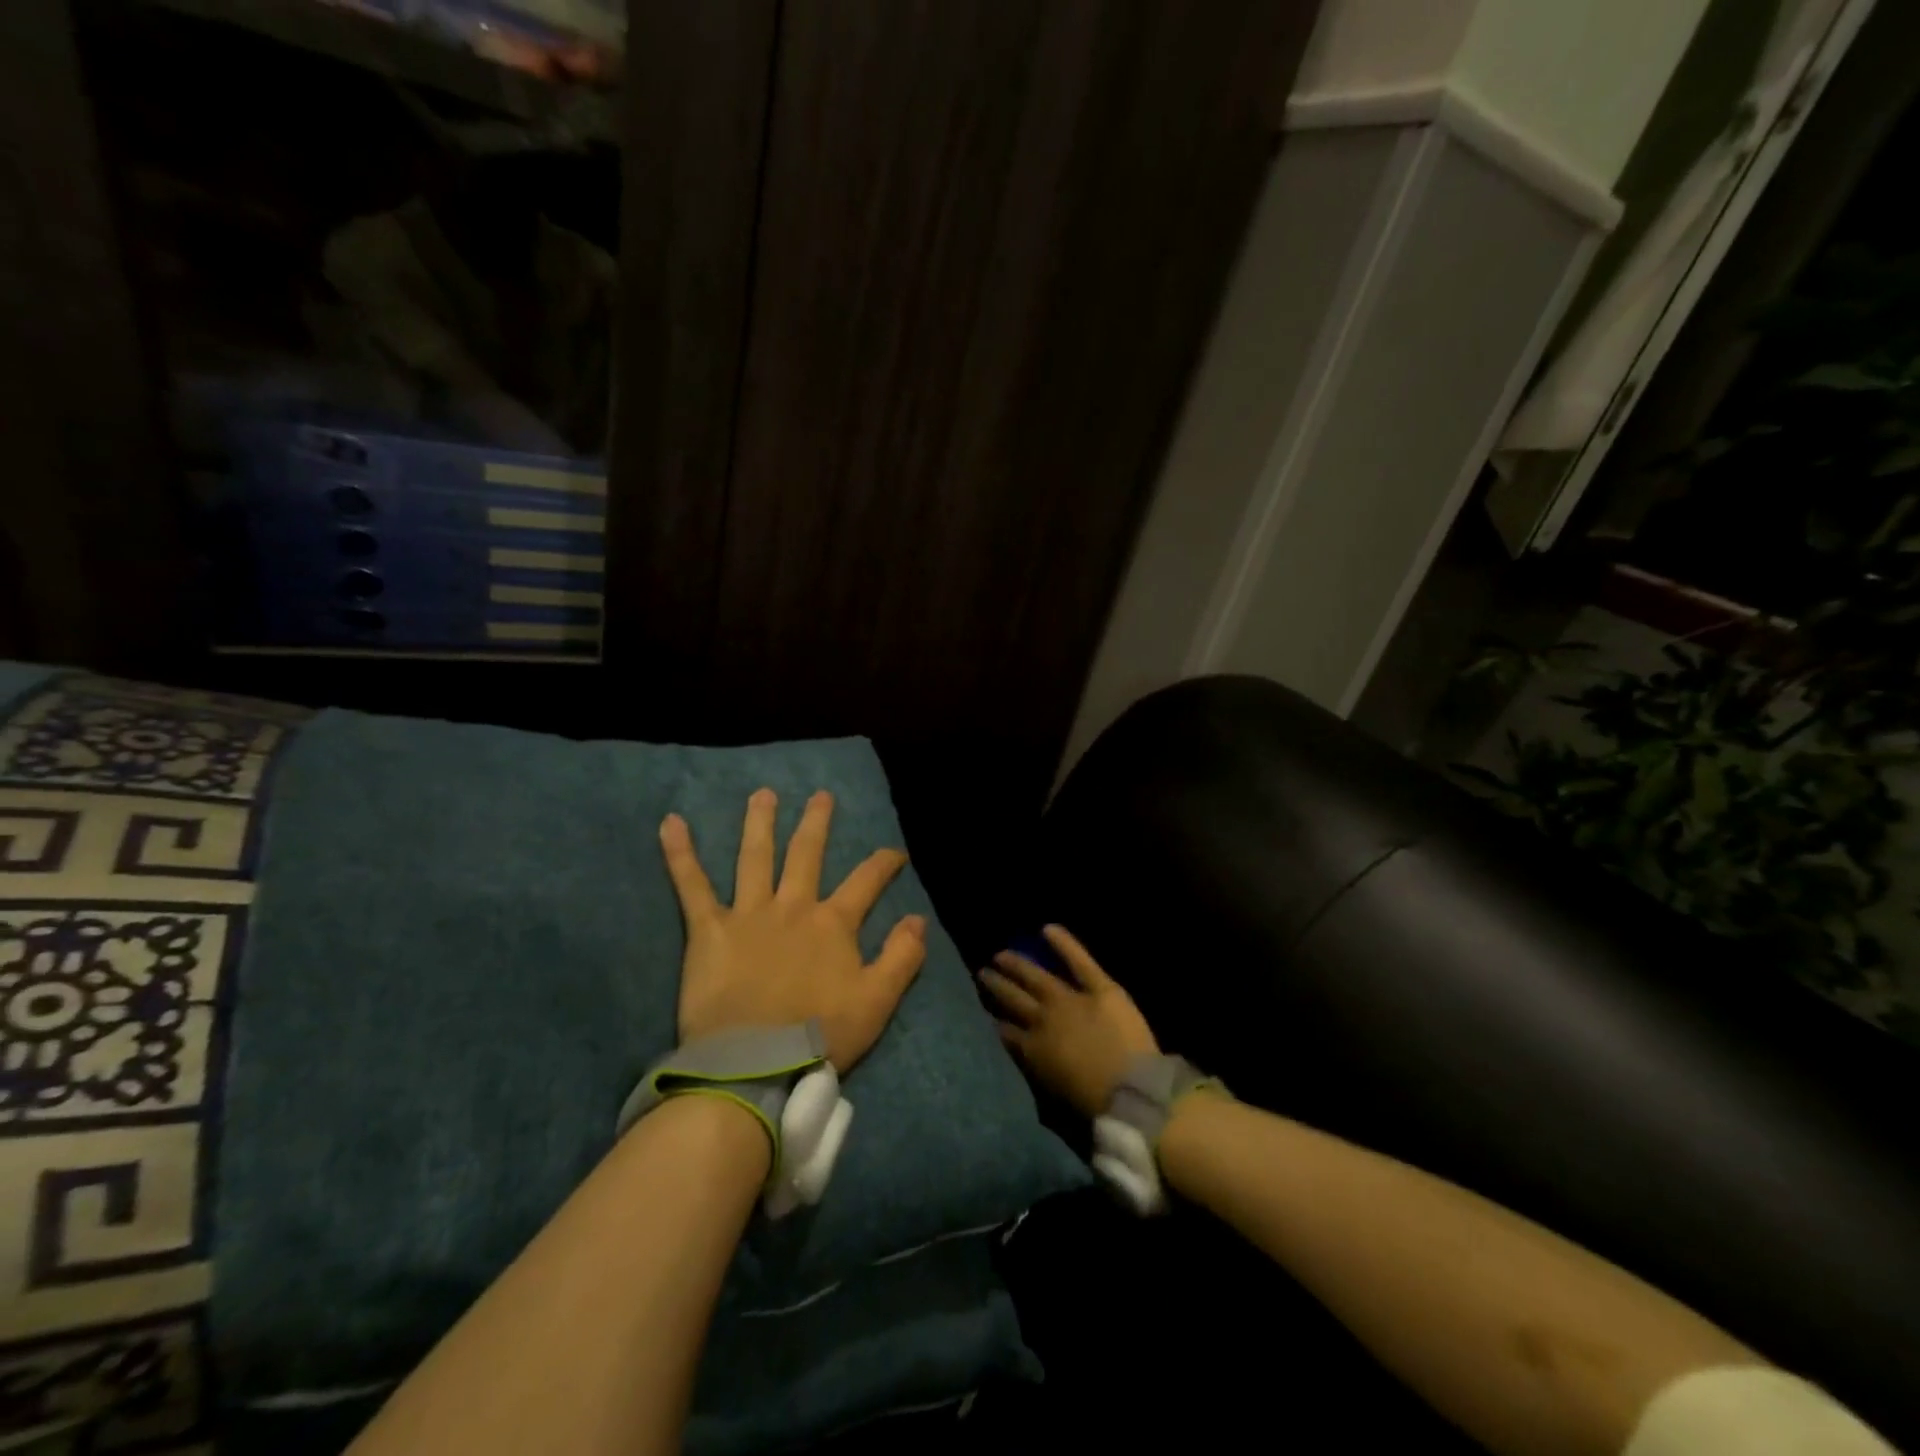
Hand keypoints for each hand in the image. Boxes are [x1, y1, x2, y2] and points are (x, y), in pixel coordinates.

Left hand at [660, 789, 926, 1072]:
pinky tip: (670, 824)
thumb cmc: (819, 1037)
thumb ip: (902, 957)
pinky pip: (692, 886)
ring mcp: (749, 914)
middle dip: (817, 823)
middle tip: (821, 796)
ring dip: (759, 823)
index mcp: (833, 925)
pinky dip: (681, 855)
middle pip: (806, 855)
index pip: (866, 882)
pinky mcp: (709, 930)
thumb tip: (918, 918)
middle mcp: (793, 907)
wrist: (755, 1066)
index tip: (896, 853)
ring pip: (755, 858)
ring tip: (762, 794)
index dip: (884, 863)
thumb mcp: (877, 1002)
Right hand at [979, 925, 1158, 1116]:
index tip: (983, 1012)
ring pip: (1036, 978)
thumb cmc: (1093, 1104)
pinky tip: (1047, 928)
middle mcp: (1044, 1020)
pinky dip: (1064, 943)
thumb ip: (1035, 1071)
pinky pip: (1079, 961)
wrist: (1131, 1092)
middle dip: (997, 986)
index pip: (1005, 1032)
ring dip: (1016, 966)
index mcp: (1032, 1050)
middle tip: (982, 973)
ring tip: (1000, 955)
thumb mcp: (1052, 1096)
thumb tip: (1022, 1057)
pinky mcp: (1100, 989)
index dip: (993, 1021)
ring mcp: (1070, 999)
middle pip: (1014, 999)